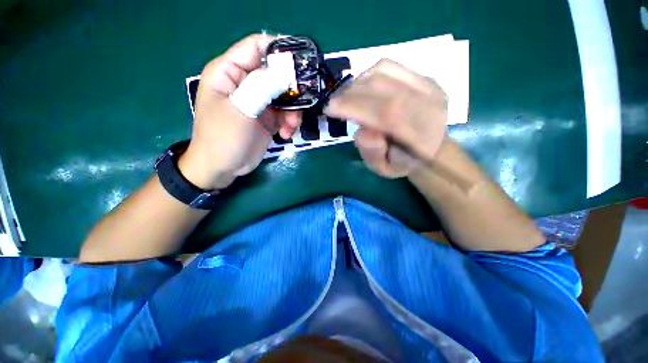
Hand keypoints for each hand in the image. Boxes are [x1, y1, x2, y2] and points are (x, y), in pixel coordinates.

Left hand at [179, 34, 301, 188]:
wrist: (223, 168)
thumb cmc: (223, 138)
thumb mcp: (241, 110)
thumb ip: (262, 87)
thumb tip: (286, 71)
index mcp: (229, 72)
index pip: (256, 46)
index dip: (279, 49)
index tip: (301, 62)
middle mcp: (245, 82)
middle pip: (276, 73)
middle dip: (291, 89)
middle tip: (302, 103)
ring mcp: (258, 101)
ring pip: (285, 95)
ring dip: (293, 111)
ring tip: (290, 127)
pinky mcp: (268, 117)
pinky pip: (286, 113)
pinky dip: (290, 122)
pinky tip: (286, 134)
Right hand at [325, 59, 447, 177]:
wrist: (431, 148)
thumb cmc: (402, 162)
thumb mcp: (384, 169)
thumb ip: (373, 154)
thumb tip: (362, 131)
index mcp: (421, 136)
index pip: (386, 113)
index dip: (354, 106)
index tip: (330, 108)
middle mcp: (429, 106)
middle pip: (383, 88)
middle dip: (351, 94)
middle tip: (334, 104)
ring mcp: (429, 87)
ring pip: (385, 72)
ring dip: (358, 83)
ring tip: (347, 98)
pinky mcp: (425, 77)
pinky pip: (391, 66)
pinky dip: (369, 74)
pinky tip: (362, 88)